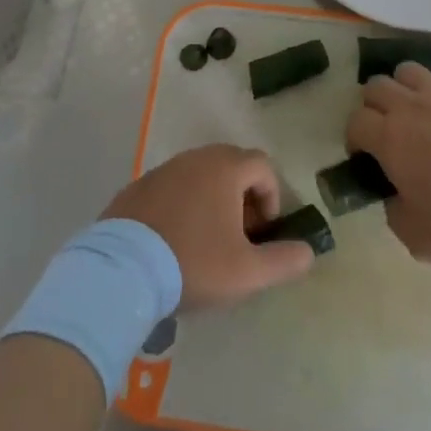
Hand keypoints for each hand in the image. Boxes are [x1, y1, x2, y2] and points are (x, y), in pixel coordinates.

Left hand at [104, 145, 316, 308]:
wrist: (122, 270)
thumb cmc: (193, 262)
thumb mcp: (247, 271)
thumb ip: (283, 260)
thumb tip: (308, 252)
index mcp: (225, 168)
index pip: (263, 166)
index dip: (272, 197)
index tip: (263, 232)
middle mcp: (195, 158)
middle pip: (231, 166)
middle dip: (243, 197)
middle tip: (239, 236)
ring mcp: (162, 170)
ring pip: (199, 176)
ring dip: (212, 201)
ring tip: (206, 241)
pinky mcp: (136, 188)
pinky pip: (171, 189)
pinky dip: (181, 206)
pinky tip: (173, 241)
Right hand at [347, 62, 430, 261]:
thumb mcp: (413, 235)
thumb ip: (392, 209)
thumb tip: (394, 194)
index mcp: (389, 138)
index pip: (355, 121)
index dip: (354, 138)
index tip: (364, 156)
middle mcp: (410, 107)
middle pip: (375, 85)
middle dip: (373, 106)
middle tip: (386, 130)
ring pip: (409, 71)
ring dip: (405, 88)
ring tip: (416, 111)